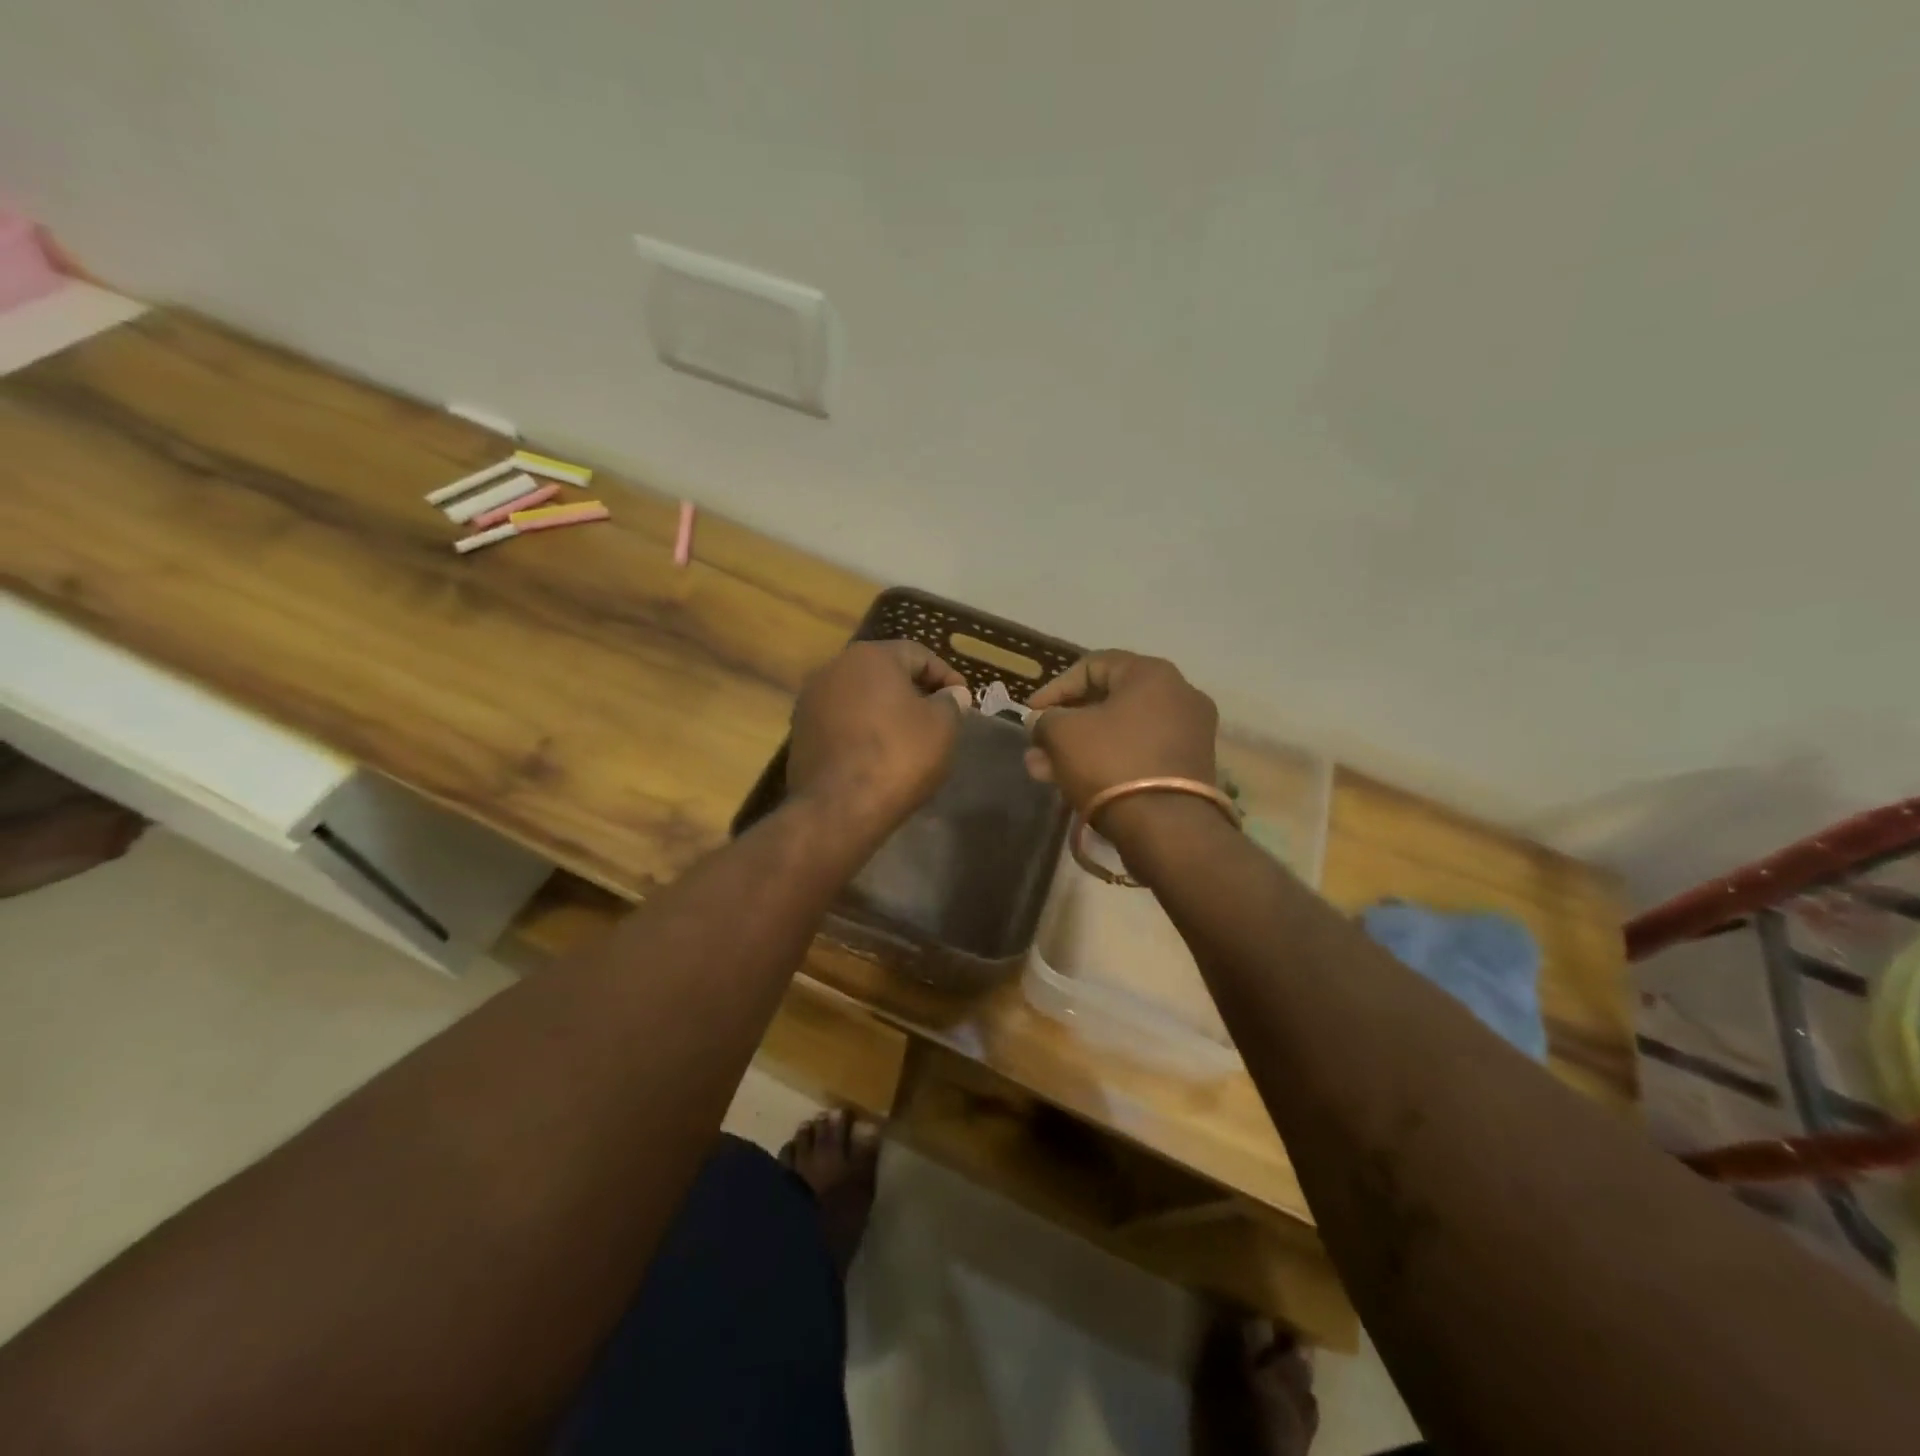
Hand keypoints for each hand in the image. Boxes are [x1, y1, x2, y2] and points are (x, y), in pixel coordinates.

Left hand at [788, 641, 971, 832]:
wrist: (839, 808)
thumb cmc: (898, 756)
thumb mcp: (942, 727)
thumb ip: (951, 703)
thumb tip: (952, 694)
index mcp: (870, 657)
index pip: (918, 654)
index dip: (946, 676)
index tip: (963, 700)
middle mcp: (834, 668)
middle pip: (884, 673)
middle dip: (914, 691)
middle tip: (938, 717)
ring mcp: (811, 701)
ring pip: (860, 697)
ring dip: (886, 711)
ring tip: (909, 738)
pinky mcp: (799, 733)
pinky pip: (842, 722)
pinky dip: (863, 731)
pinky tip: (879, 755)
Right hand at [1026, 651, 1218, 813]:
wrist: (1167, 828)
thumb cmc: (1111, 763)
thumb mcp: (1062, 734)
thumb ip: (1045, 720)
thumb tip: (1041, 722)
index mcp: (1152, 674)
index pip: (1093, 665)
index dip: (1055, 687)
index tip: (1030, 712)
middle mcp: (1178, 695)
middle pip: (1108, 701)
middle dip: (1065, 724)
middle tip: (1037, 744)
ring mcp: (1188, 733)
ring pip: (1120, 732)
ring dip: (1079, 747)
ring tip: (1043, 770)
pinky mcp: (1189, 768)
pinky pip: (1138, 754)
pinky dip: (1106, 762)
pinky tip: (1072, 782)